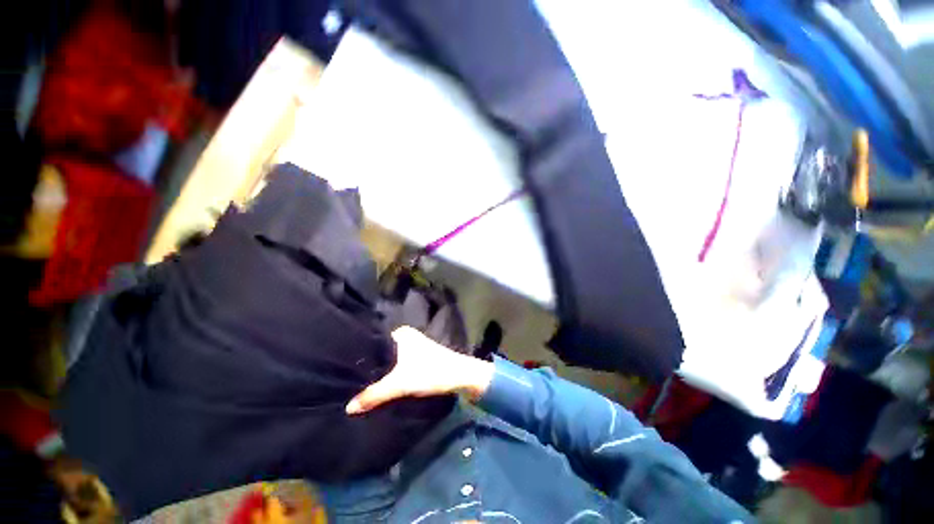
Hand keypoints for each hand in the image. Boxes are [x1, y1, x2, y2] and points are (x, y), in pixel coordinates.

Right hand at [345, 326, 494, 414]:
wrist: (459, 376)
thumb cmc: (430, 372)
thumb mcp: (400, 384)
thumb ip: (374, 394)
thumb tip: (347, 407)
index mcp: (400, 333)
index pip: (373, 341)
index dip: (359, 355)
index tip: (343, 367)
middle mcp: (406, 336)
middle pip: (381, 352)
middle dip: (369, 365)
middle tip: (347, 377)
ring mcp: (413, 346)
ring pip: (389, 359)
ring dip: (380, 370)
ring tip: (358, 381)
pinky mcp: (418, 357)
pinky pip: (397, 363)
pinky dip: (389, 372)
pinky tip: (379, 382)